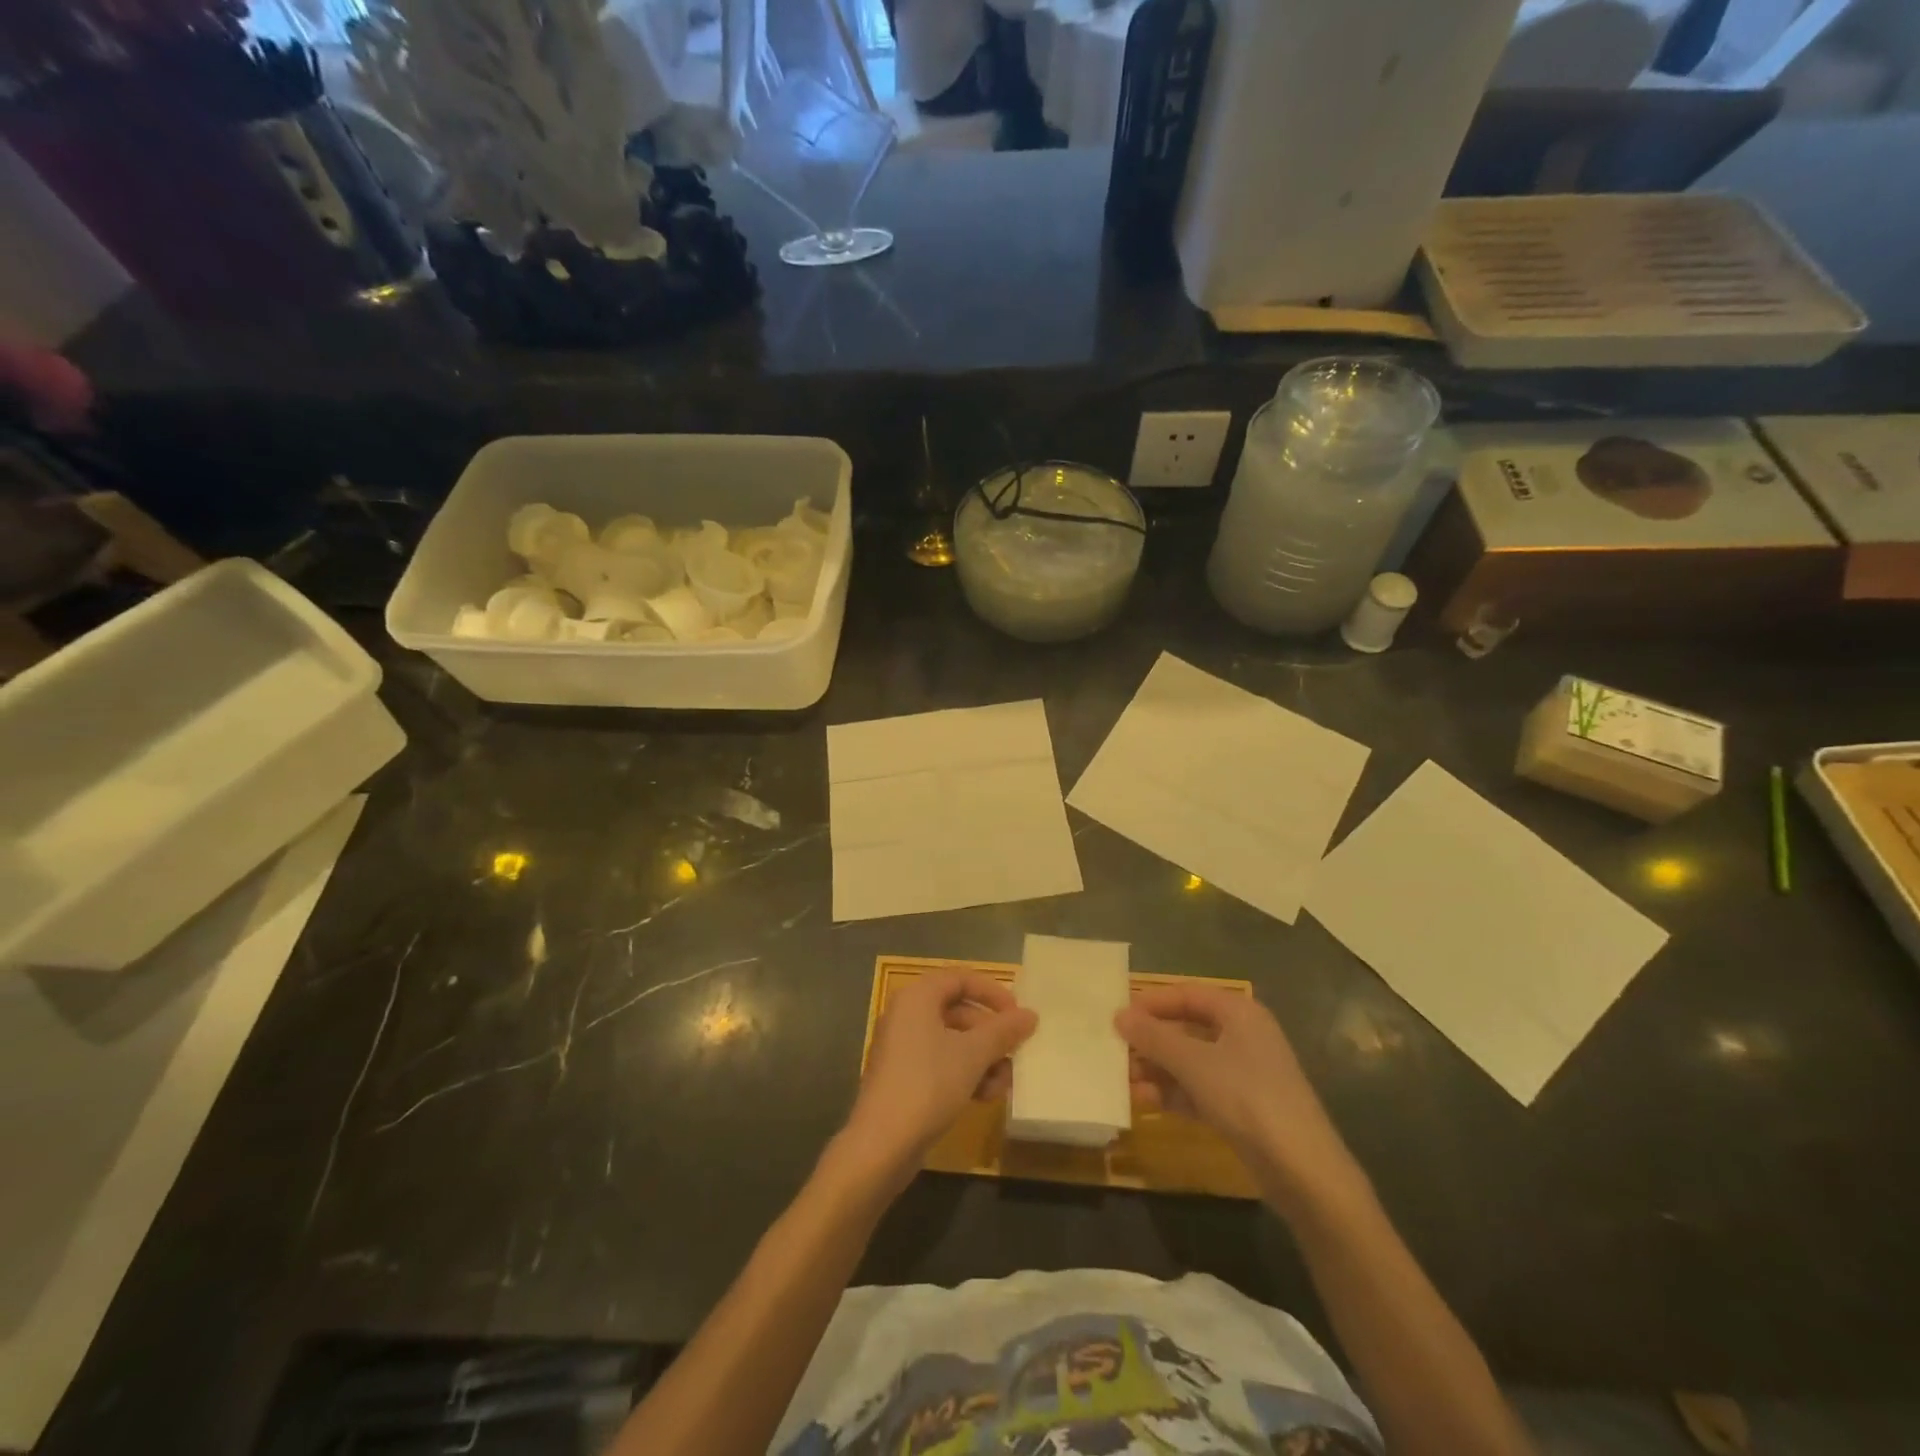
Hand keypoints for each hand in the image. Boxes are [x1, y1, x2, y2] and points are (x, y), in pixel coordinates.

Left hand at [843, 971, 1036, 1184]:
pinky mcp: (904, 1077)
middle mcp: (907, 1015)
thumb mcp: (973, 1055)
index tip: (1017, 1014)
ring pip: (953, 1041)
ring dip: (983, 1059)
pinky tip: (984, 1097)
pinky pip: (941, 1063)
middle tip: (1015, 1053)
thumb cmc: (928, 1085)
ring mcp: (903, 1048)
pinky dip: (965, 1074)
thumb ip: (1003, 1031)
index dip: (992, 992)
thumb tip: (1030, 1015)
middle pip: (959, 1011)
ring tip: (1003, 1085)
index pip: (960, 978)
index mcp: (917, 997)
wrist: (881, 1145)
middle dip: (991, 1035)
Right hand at [1116, 985, 1361, 1208]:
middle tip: (1117, 1051)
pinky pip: (1200, 1089)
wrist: (1303, 1171)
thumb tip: (1119, 1015)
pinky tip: (1147, 1102)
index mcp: (1239, 1012)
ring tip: (1125, 1080)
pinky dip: (1175, 1092)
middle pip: (1187, 1027)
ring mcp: (1245, 1073)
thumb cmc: (1247, 1098)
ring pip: (1191, 1061)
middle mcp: (1243, 1035)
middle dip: (1152, 1040)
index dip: (1151, 1003)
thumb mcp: (1194, 1063)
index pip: (1187, 995)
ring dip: (1159, 1068)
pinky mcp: (1243, 1107)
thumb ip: (1154, 1037)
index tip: (1118, 1017)